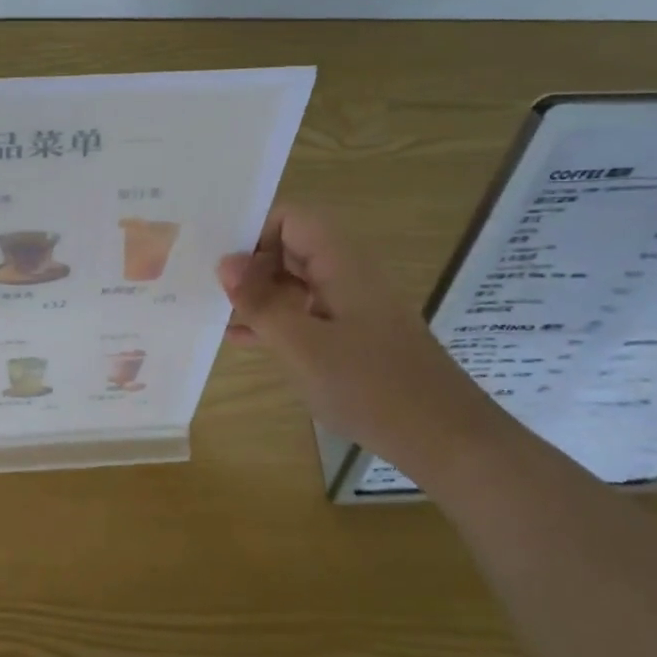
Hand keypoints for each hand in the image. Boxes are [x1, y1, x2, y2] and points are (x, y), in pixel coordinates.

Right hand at [217, 206, 504, 470]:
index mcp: (340, 262)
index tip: (224, 269)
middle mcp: (348, 273)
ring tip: (219, 316)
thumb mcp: (300, 345)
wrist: (444, 437)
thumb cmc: (368, 386)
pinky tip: (245, 340)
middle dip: (251, 265)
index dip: (253, 234)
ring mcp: (354, 305)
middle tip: (212, 294)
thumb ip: (260, 302)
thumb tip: (225, 262)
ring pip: (297, 282)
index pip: (290, 218)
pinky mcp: (356, 334)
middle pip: (292, 247)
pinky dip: (278, 320)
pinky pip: (308, 312)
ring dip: (260, 295)